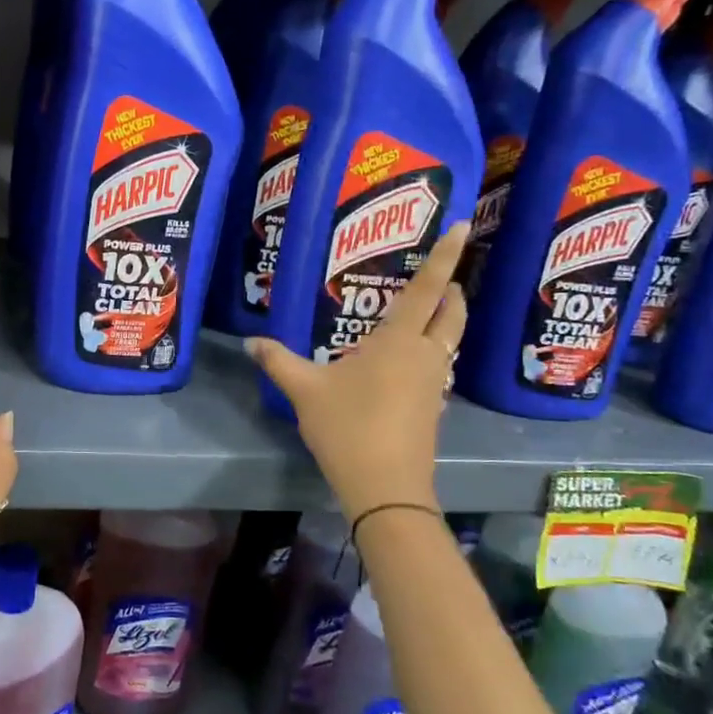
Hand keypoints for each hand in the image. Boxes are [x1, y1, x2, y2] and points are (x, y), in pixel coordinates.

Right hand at [244, 221, 468, 520]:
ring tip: (425, 313)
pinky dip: (432, 352)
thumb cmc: (348, 427)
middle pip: (452, 314)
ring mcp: (434, 384)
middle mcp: (425, 356)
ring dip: (445, 322)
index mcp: (399, 341)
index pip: (428, 289)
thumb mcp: (305, 390)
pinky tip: (406, 362)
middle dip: (453, 290)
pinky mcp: (433, 408)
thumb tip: (250, 342)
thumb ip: (278, 361)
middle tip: (444, 276)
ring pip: (449, 342)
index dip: (445, 256)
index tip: (462, 226)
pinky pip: (439, 366)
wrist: (386, 487)